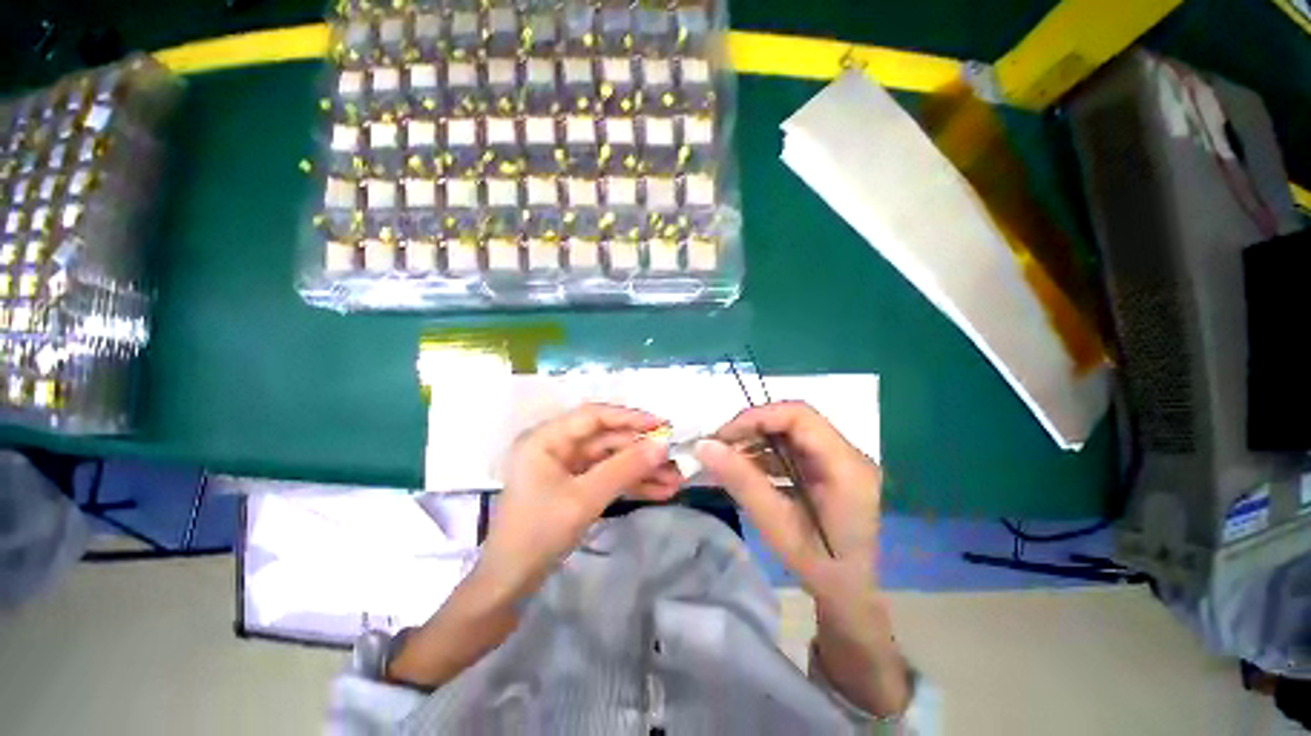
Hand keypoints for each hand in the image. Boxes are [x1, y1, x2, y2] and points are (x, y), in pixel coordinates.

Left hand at [477, 403, 679, 599]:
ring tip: (675, 481)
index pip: (594, 416)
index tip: (663, 425)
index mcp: (547, 438)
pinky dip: (631, 484)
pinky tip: (660, 491)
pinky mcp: (575, 487)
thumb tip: (663, 444)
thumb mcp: (584, 498)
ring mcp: (566, 468)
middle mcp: (556, 446)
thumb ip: (625, 468)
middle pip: (606, 439)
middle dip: (641, 451)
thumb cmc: (539, 534)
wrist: (510, 586)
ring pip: (611, 460)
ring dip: (641, 470)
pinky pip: (607, 478)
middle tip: (675, 458)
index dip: (630, 418)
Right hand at [697, 402, 908, 716]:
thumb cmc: (819, 566)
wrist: (850, 596)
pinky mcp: (830, 469)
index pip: (799, 416)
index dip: (758, 418)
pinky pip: (793, 449)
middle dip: (753, 429)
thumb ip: (741, 481)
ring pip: (791, 433)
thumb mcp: (776, 524)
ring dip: (757, 441)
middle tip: (720, 445)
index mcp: (846, 465)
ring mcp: (840, 460)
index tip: (724, 435)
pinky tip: (746, 469)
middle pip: (794, 421)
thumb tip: (703, 445)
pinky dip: (766, 454)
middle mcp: (848, 454)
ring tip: (728, 458)